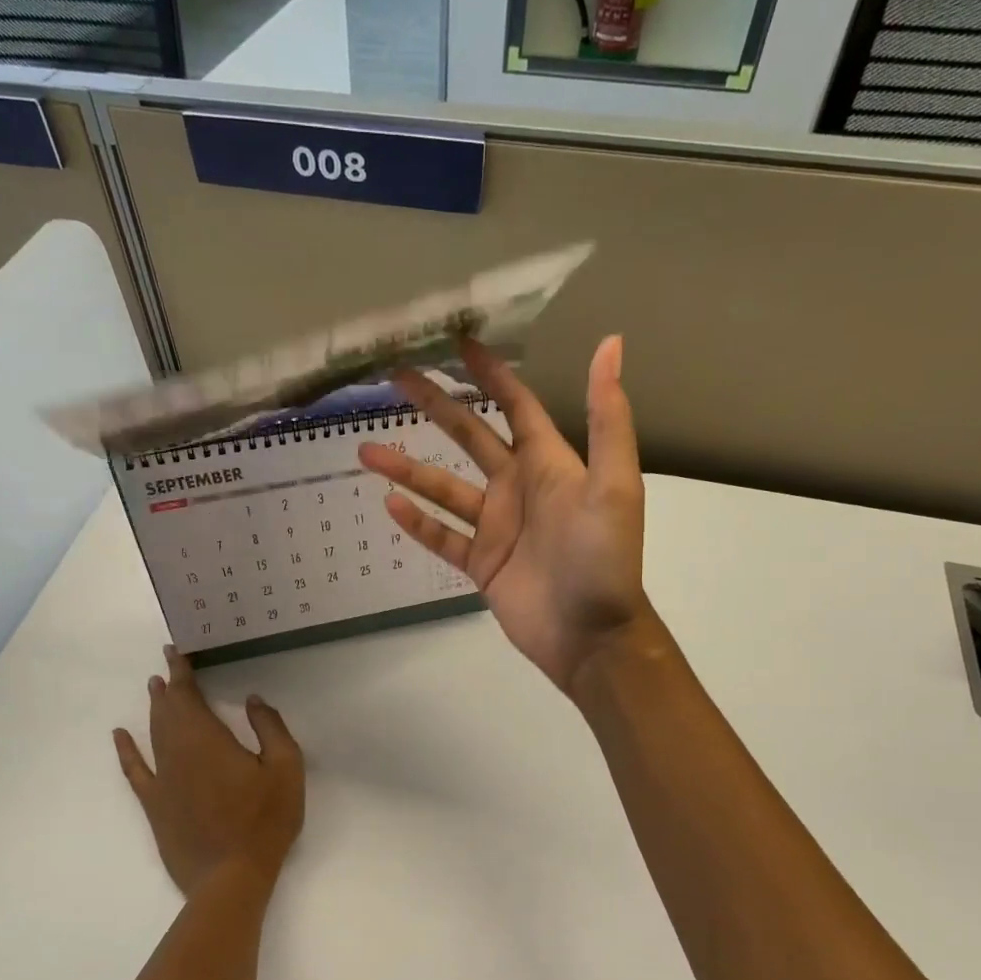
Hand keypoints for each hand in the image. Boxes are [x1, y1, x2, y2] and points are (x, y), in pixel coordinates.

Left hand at [112, 647, 304, 897]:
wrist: (230, 878)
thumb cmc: (264, 821)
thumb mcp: (285, 768)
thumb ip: (270, 727)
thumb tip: (253, 700)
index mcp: (207, 738)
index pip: (188, 694)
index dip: (181, 671)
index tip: (176, 651)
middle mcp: (177, 751)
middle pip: (167, 710)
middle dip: (167, 685)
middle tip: (167, 665)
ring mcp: (162, 779)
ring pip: (153, 733)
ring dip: (154, 708)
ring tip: (154, 688)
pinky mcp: (155, 805)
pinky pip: (135, 770)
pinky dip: (126, 750)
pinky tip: (120, 736)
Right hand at [357, 336, 650, 697]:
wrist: (592, 636)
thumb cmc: (604, 558)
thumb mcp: (614, 483)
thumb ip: (607, 417)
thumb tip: (612, 343)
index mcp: (548, 463)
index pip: (515, 405)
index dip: (491, 373)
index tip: (459, 343)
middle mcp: (518, 487)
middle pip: (469, 436)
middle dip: (436, 405)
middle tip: (397, 377)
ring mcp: (496, 527)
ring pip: (444, 487)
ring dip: (408, 468)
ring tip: (366, 451)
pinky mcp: (481, 563)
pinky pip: (443, 536)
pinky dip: (418, 522)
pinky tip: (390, 505)